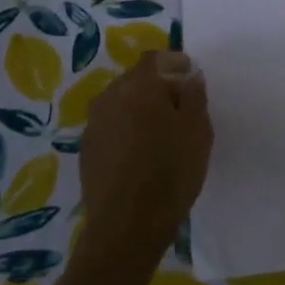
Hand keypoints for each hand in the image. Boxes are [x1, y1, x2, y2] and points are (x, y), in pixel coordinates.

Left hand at [80, 50, 212, 256]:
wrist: (126, 226)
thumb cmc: (171, 171)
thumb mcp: (198, 130)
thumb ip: (194, 95)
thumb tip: (190, 76)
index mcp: (139, 84)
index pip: (156, 58)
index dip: (175, 63)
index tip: (191, 77)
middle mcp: (110, 96)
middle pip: (136, 79)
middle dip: (158, 85)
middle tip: (180, 107)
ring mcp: (94, 123)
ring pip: (121, 103)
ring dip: (140, 108)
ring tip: (161, 132)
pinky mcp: (86, 150)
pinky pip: (111, 126)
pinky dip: (126, 129)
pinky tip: (141, 152)